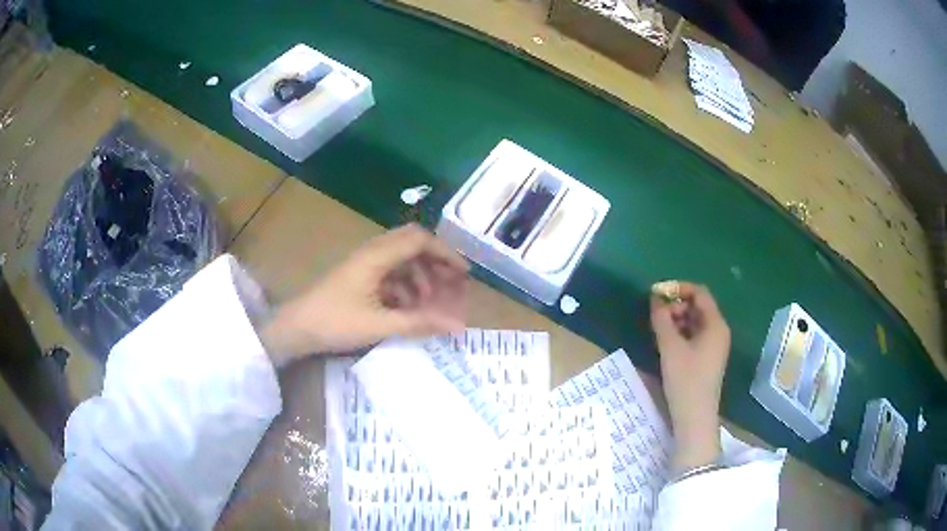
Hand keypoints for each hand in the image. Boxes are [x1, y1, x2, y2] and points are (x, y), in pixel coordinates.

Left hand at [261, 224, 468, 364]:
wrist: (295, 329)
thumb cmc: (335, 323)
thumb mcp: (380, 325)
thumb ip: (420, 322)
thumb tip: (458, 326)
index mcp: (377, 256)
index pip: (420, 239)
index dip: (446, 253)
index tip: (464, 274)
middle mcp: (372, 253)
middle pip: (412, 244)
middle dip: (435, 263)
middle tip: (452, 285)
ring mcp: (364, 264)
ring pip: (402, 260)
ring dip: (420, 278)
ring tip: (430, 304)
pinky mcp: (359, 277)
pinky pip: (390, 274)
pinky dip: (405, 288)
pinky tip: (408, 309)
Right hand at [650, 281, 730, 474]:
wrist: (695, 417)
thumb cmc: (685, 380)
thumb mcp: (670, 347)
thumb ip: (662, 319)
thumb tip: (655, 297)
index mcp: (715, 324)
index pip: (700, 293)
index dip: (678, 288)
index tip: (656, 293)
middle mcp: (719, 331)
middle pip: (698, 306)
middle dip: (676, 305)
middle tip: (656, 316)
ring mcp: (714, 346)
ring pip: (695, 322)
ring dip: (677, 319)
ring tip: (658, 330)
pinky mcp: (708, 358)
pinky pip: (695, 336)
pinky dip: (681, 333)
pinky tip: (666, 343)